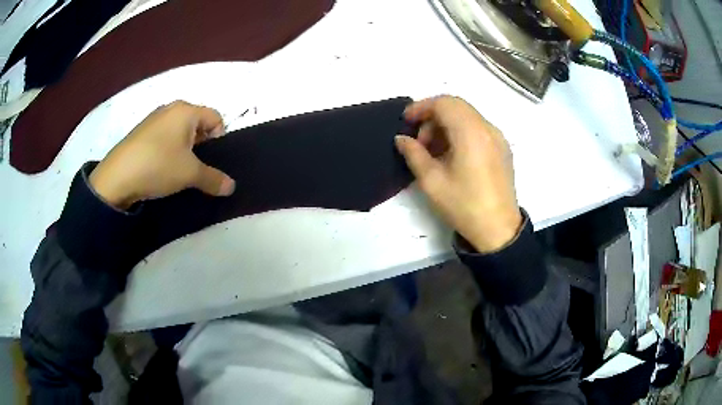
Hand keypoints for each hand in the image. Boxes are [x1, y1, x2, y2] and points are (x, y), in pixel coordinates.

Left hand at [89, 101, 235, 209]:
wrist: (117, 177)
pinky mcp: (141, 132)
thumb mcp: (190, 174)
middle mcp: (171, 108)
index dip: (220, 139)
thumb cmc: (158, 166)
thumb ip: (213, 178)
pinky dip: (168, 150)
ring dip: (184, 149)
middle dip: (201, 145)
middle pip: (197, 123)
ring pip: (179, 131)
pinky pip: (163, 136)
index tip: (210, 160)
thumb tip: (232, 187)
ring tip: (176, 169)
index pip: (216, 118)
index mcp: (186, 110)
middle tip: (195, 167)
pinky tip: (160, 167)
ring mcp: (153, 119)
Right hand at [395, 96, 521, 252]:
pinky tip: (452, 155)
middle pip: (456, 106)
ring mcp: (498, 138)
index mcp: (471, 133)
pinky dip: (461, 132)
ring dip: (447, 124)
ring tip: (434, 151)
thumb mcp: (432, 181)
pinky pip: (478, 128)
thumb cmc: (464, 205)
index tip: (406, 121)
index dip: (421, 107)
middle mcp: (488, 128)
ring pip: (468, 116)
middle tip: (420, 141)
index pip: (444, 103)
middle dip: (433, 116)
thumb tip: (401, 139)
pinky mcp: (502, 148)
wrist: (498, 230)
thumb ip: (414, 154)